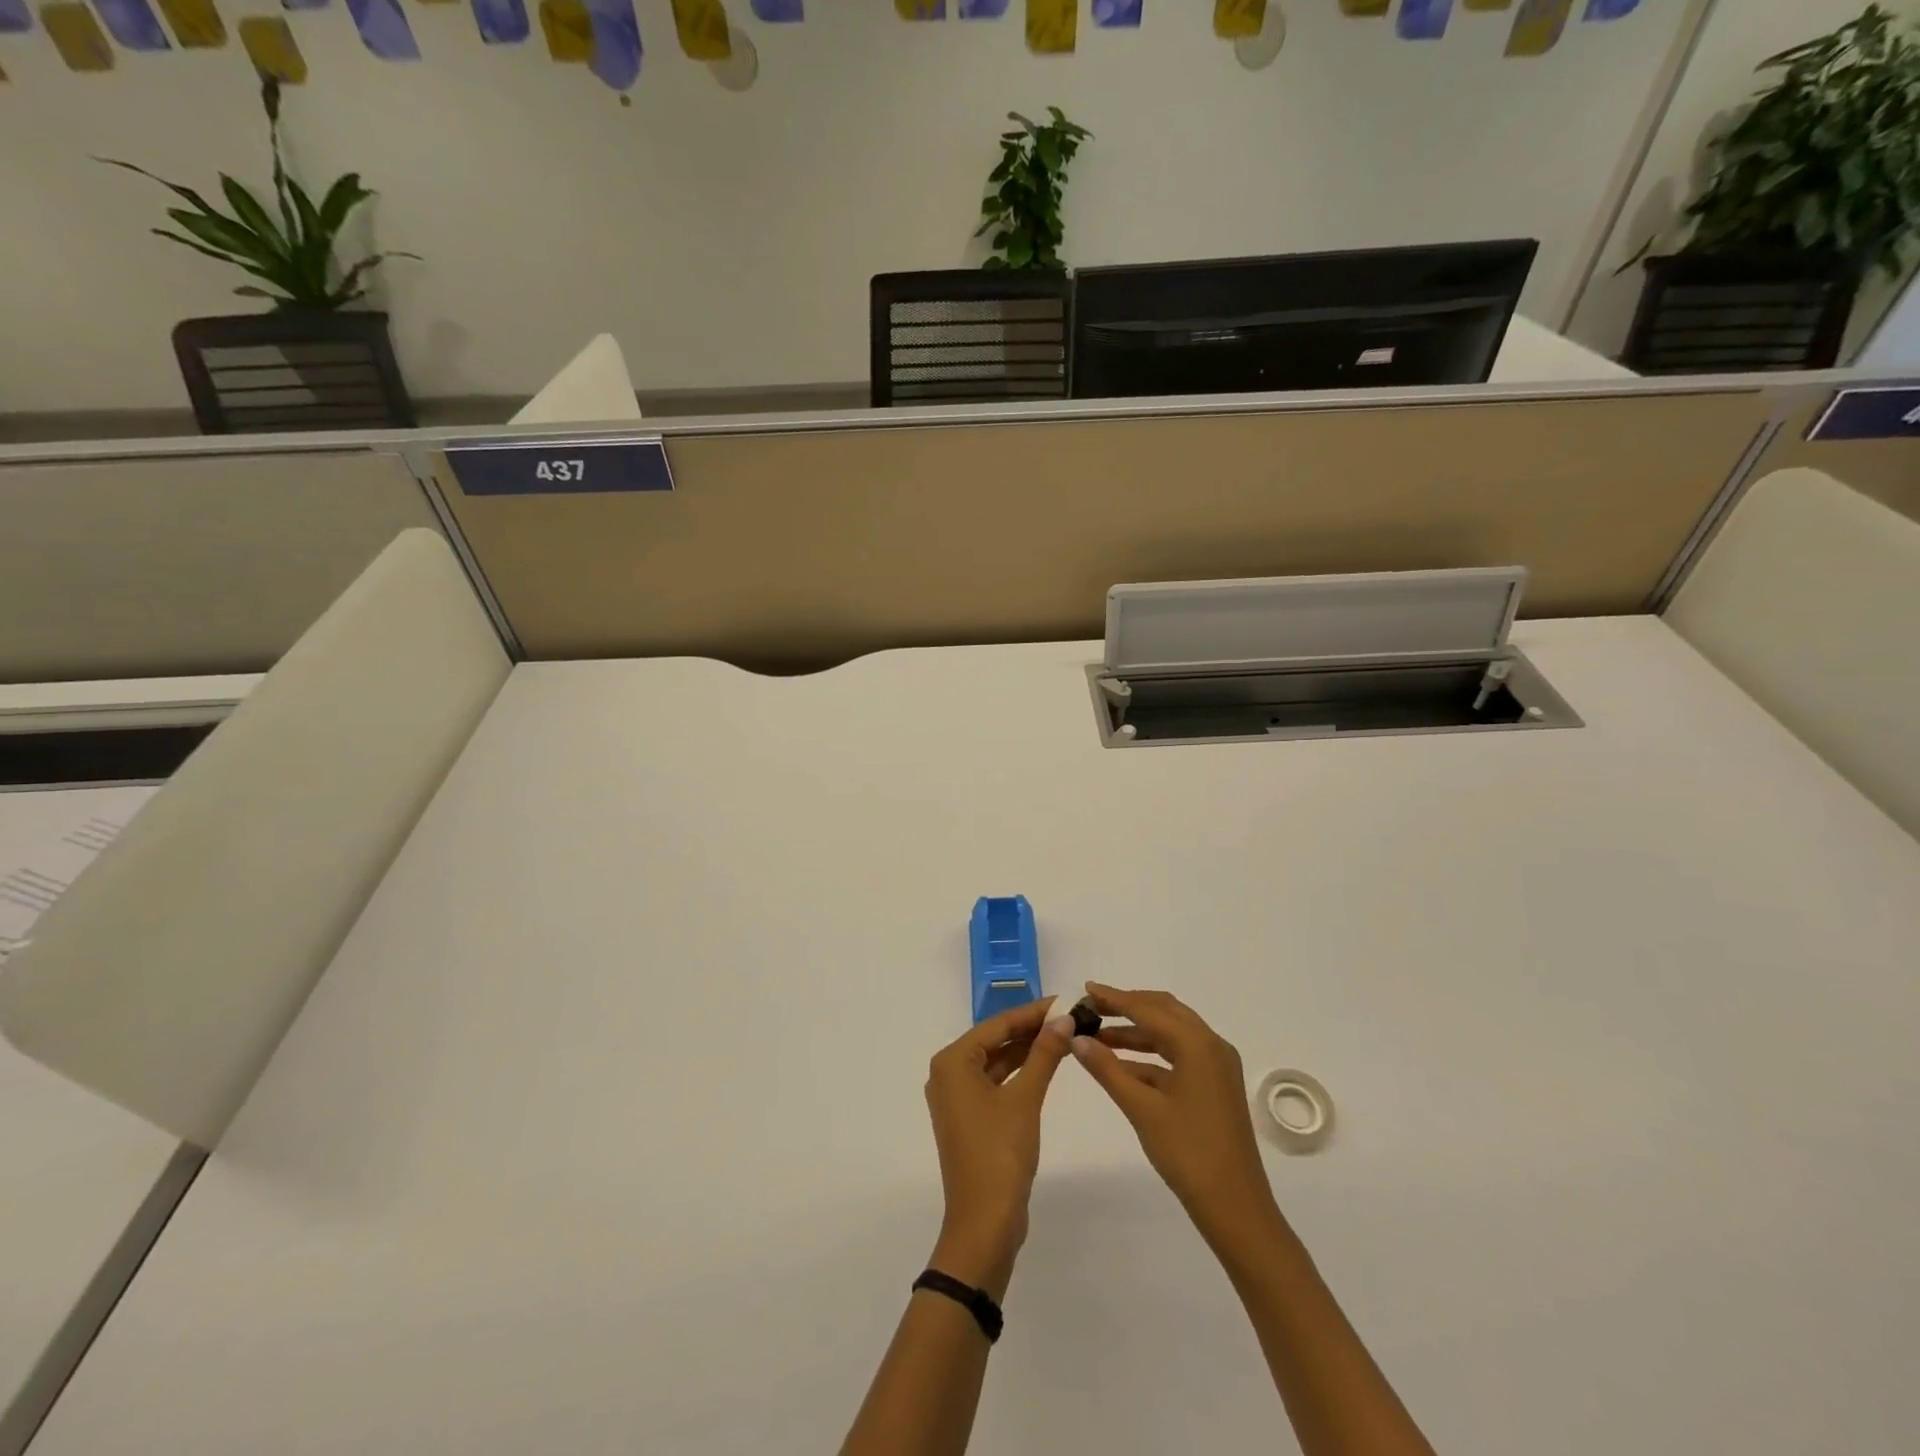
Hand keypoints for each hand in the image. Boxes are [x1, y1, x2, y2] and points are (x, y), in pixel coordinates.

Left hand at [924, 998, 1074, 1298]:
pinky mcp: (970, 1118)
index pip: (997, 1024)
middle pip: (995, 1040)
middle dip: (1032, 1029)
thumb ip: (1044, 1054)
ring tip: (1065, 1036)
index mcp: (952, 1062)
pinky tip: (1047, 1064)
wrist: (984, 1224)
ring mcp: (957, 1097)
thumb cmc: (999, 1154)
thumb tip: (1064, 1018)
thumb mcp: (1025, 1098)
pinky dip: (1020, 1073)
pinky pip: (996, 1082)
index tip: (1064, 1000)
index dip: (1033, 1011)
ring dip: (1028, 1050)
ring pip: (997, 1061)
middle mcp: (948, 1073)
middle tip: (1070, 1017)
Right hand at [1070, 983, 1280, 1246]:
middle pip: (1163, 1011)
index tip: (1084, 990)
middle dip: (1127, 1007)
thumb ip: (1107, 1069)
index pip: (1148, 1009)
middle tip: (1092, 1008)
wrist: (1236, 1208)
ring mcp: (1216, 1066)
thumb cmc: (1188, 1153)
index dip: (1114, 998)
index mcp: (1198, 1044)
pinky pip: (1178, 1056)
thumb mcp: (1141, 1108)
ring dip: (1136, 1032)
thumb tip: (1076, 1038)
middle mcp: (1211, 1045)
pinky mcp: (1215, 1085)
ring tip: (1098, 1035)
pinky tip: (1121, 1064)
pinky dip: (1150, 1055)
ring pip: (1170, 1033)